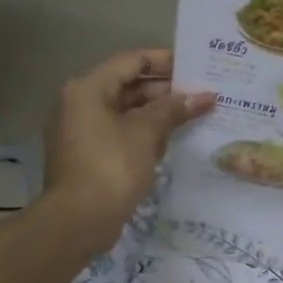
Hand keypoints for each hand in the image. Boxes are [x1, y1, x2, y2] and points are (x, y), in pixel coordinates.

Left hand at [43, 48, 213, 249]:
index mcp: (88, 89)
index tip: (196, 68)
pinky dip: (146, 133)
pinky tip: (173, 140)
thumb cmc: (111, 167)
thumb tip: (204, 96)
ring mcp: (84, 131)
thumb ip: (174, 109)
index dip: (165, 62)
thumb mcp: (145, 133)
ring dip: (159, 113)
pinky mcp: (91, 155)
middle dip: (166, 90)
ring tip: (195, 115)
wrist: (78, 220)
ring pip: (127, 112)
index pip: (131, 61)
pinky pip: (122, 133)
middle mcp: (81, 104)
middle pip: (129, 86)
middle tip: (202, 94)